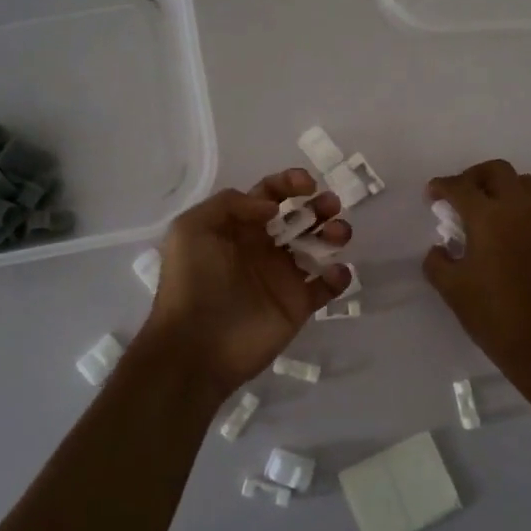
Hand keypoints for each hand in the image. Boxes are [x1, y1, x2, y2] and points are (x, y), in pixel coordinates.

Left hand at [137, 169, 353, 407]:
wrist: (195, 347)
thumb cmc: (191, 283)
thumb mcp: (191, 229)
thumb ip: (229, 204)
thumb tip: (272, 208)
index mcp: (240, 228)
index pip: (270, 195)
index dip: (290, 183)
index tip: (309, 184)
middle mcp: (264, 248)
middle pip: (301, 217)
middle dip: (320, 205)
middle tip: (330, 206)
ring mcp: (283, 277)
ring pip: (319, 247)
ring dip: (334, 233)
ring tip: (338, 234)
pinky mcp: (298, 305)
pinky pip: (327, 286)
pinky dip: (339, 275)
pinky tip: (335, 272)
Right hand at [423, 159, 530, 374]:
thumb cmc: (495, 315)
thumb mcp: (453, 290)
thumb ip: (438, 263)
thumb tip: (440, 249)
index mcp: (489, 217)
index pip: (461, 187)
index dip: (442, 186)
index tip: (431, 196)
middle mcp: (517, 210)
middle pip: (498, 171)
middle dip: (474, 176)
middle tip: (458, 195)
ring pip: (523, 183)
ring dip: (500, 186)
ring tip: (482, 210)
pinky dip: (515, 207)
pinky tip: (500, 235)